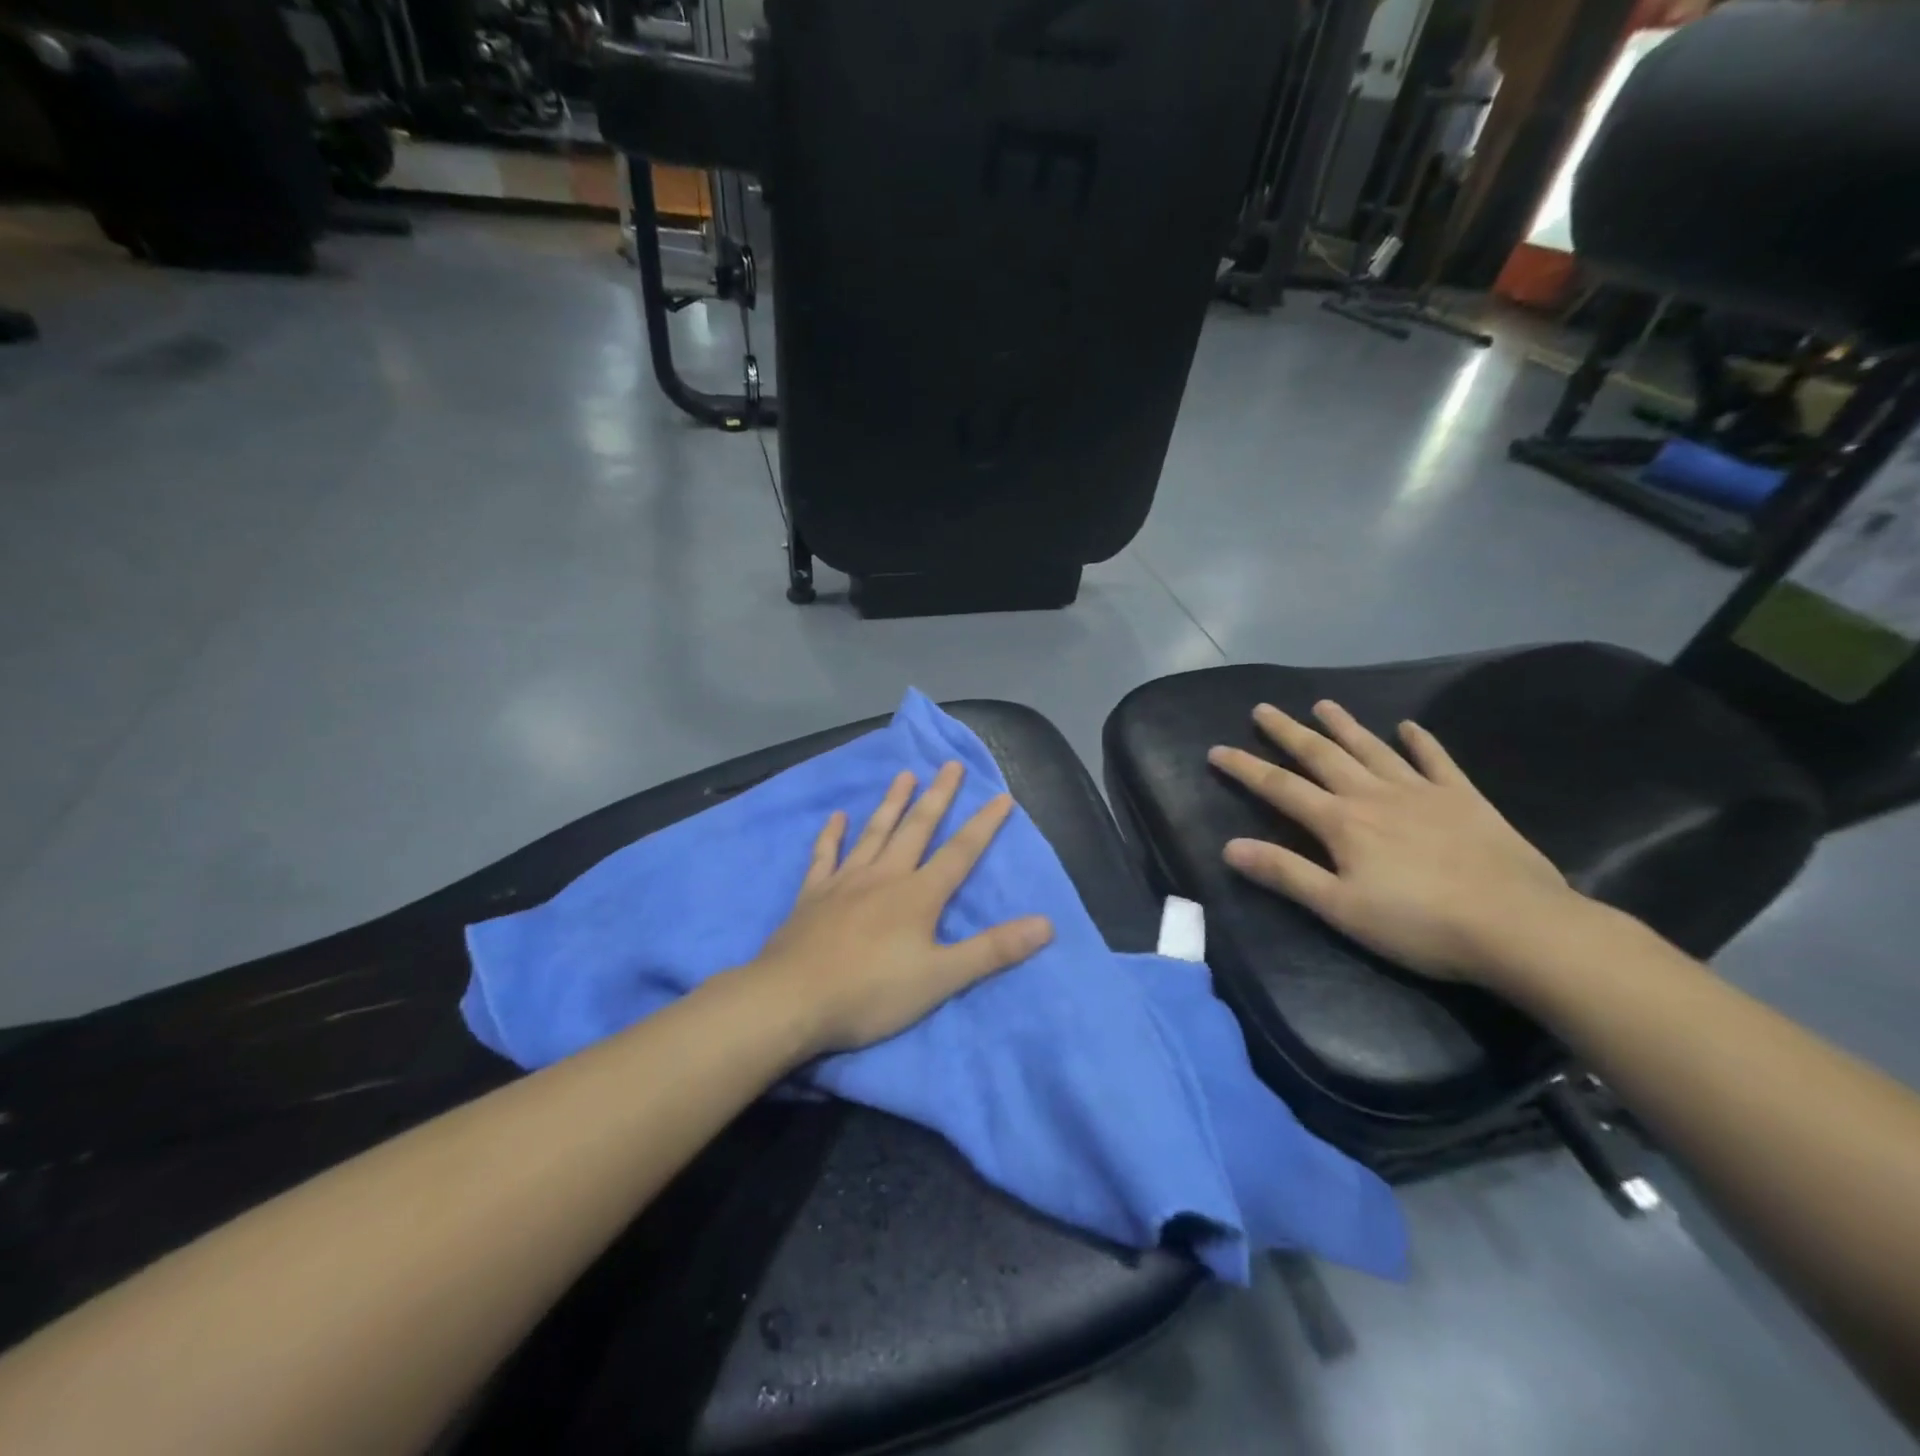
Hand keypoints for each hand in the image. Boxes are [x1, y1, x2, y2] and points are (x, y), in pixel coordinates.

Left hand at [750, 762, 1053, 1054]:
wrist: (791, 1000)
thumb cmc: (871, 994)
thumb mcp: (941, 978)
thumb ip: (993, 950)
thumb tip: (1046, 923)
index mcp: (918, 895)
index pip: (960, 852)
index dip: (984, 824)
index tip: (1001, 795)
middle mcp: (884, 877)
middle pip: (916, 829)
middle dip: (937, 796)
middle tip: (950, 765)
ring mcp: (845, 882)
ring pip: (874, 833)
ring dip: (892, 803)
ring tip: (905, 775)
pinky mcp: (813, 895)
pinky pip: (824, 856)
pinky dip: (831, 835)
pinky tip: (836, 816)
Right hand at [1208, 700, 1577, 982]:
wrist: (1519, 926)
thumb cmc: (1419, 924)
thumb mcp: (1340, 908)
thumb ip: (1285, 874)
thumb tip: (1230, 847)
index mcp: (1342, 822)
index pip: (1280, 788)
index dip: (1245, 768)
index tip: (1217, 749)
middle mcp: (1375, 795)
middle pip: (1322, 756)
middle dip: (1288, 733)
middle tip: (1263, 709)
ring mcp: (1423, 792)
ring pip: (1373, 749)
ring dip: (1345, 726)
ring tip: (1323, 704)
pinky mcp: (1465, 800)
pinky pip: (1437, 761)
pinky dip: (1421, 742)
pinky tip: (1409, 727)